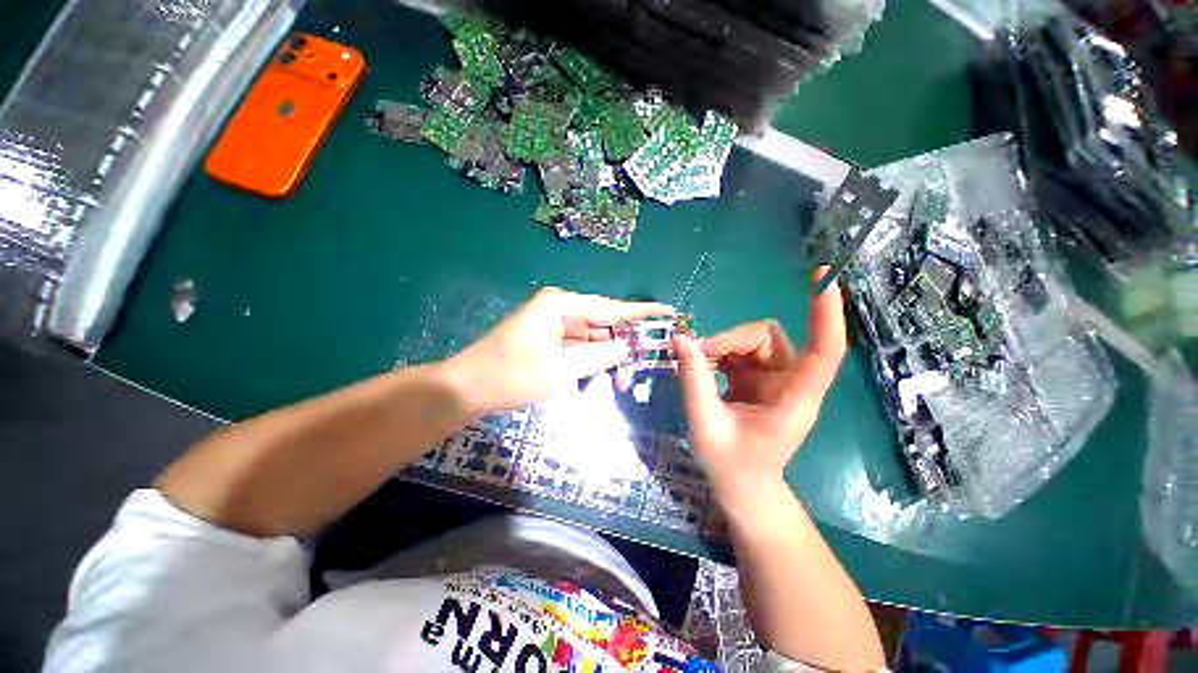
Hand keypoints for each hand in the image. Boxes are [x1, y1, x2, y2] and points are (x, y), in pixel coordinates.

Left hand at [441, 287, 672, 414]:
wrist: (466, 390)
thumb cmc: (513, 375)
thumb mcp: (562, 369)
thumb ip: (600, 357)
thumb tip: (628, 348)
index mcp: (562, 305)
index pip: (611, 308)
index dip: (641, 312)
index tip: (668, 311)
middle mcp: (559, 310)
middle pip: (602, 325)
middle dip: (622, 346)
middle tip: (643, 365)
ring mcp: (552, 327)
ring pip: (591, 341)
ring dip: (606, 360)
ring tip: (621, 382)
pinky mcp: (548, 344)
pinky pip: (577, 351)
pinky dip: (589, 364)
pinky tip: (599, 379)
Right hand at [673, 275, 846, 503]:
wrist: (742, 487)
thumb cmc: (730, 465)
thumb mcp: (705, 424)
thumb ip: (693, 380)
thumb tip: (680, 340)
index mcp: (793, 399)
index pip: (823, 351)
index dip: (826, 315)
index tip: (823, 278)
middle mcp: (790, 382)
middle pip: (766, 336)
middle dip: (727, 340)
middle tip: (694, 357)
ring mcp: (774, 379)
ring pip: (751, 340)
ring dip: (720, 347)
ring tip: (695, 365)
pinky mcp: (759, 378)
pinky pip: (738, 350)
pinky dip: (717, 353)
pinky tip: (701, 368)